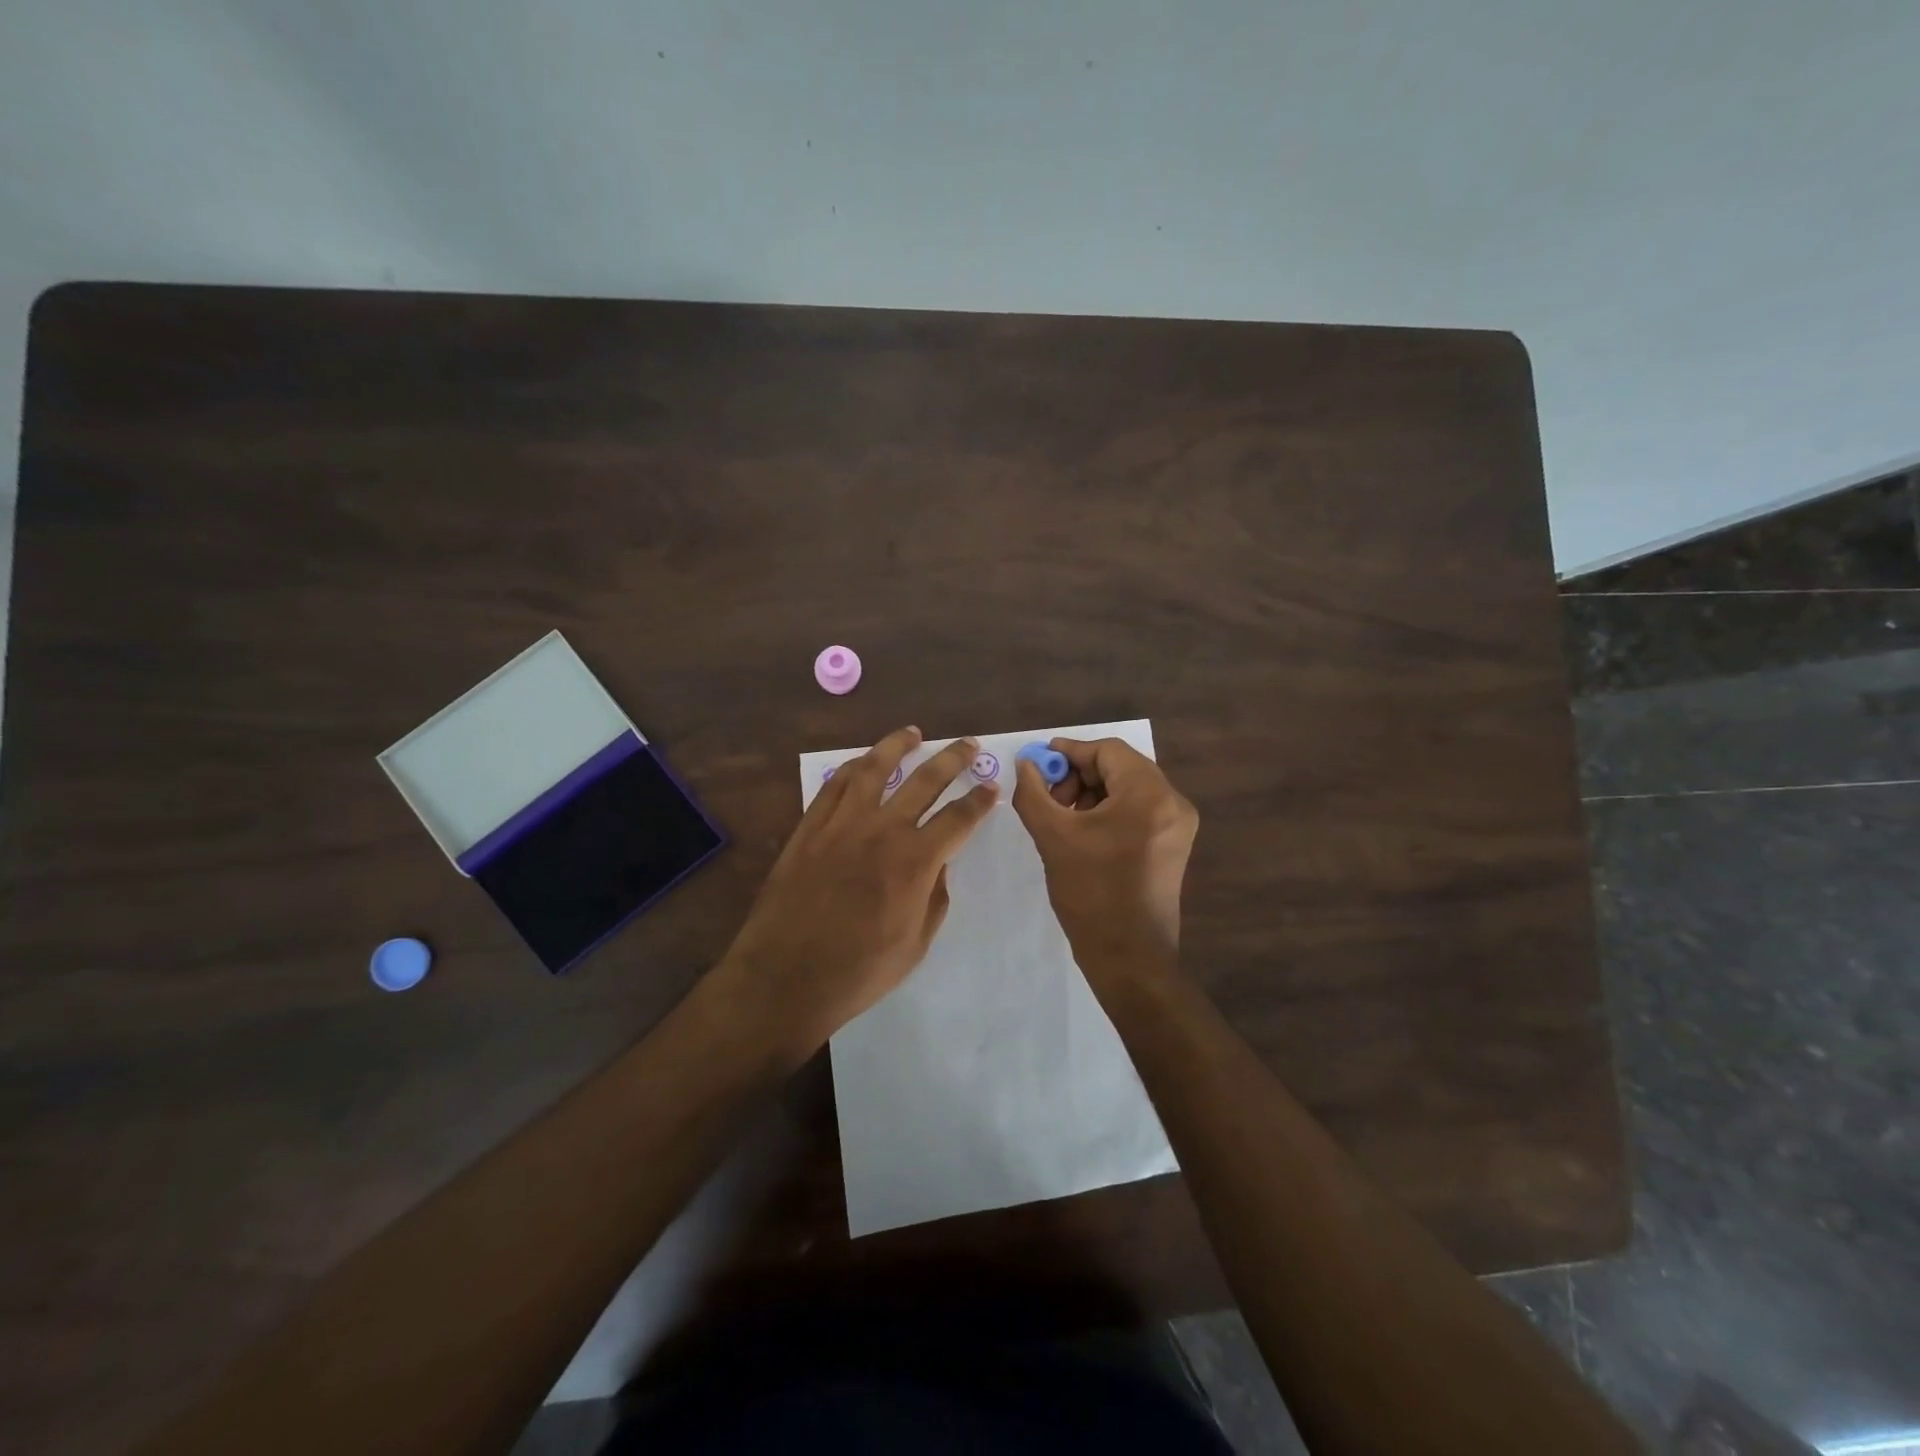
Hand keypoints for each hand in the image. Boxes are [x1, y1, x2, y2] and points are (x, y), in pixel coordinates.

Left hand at [721, 726, 996, 1053]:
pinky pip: (834, 786)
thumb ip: (934, 898)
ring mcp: (842, 824)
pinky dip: (853, 768)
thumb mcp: (916, 944)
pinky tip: (863, 762)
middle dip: (953, 759)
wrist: (785, 977)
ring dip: (897, 746)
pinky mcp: (810, 828)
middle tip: (969, 744)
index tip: (992, 788)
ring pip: (875, 769)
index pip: (958, 818)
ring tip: (913, 732)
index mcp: (915, 861)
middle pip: (925, 781)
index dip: (980, 801)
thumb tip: (937, 867)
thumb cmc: (858, 971)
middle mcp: (882, 830)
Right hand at [1012, 737, 1198, 977]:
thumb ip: (1033, 792)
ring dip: (1093, 792)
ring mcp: (1178, 825)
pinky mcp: (1174, 844)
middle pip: (1121, 767)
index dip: (1070, 752)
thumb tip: (1025, 764)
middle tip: (1049, 795)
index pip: (1108, 750)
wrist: (1129, 956)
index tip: (1039, 763)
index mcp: (1149, 795)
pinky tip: (1083, 830)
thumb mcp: (1053, 837)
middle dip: (1080, 774)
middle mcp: (1173, 802)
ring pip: (1129, 788)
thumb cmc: (1090, 893)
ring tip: (1062, 816)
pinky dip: (1109, 810)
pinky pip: (1139, 810)